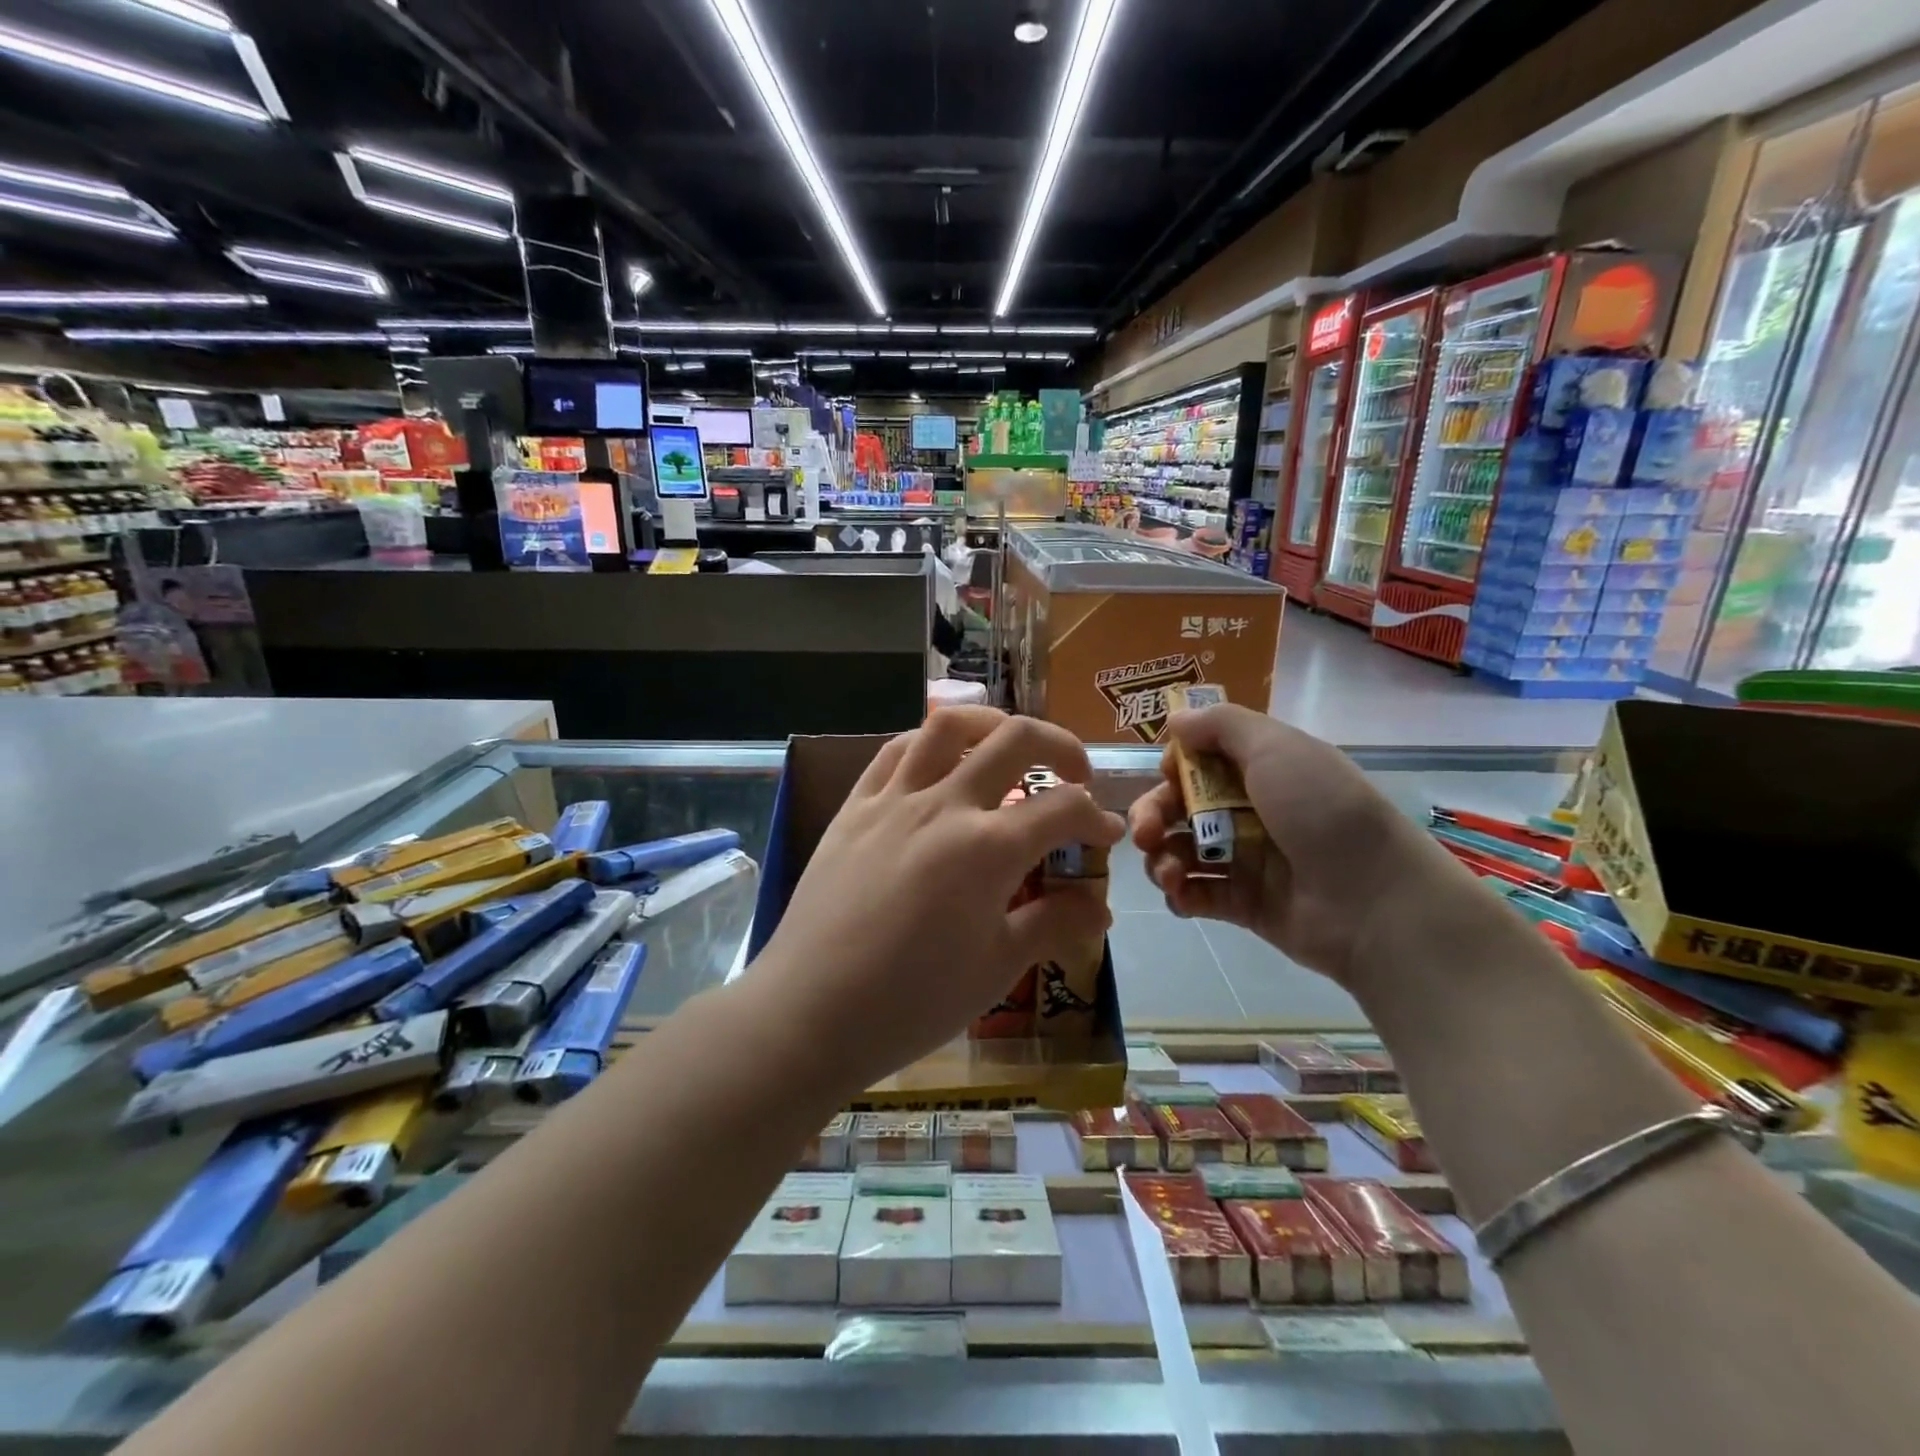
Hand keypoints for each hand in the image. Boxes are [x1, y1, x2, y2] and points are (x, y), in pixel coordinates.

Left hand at [752, 707, 1123, 1093]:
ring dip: (991, 724)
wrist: (810, 1012)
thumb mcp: (996, 969)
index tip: (1105, 837)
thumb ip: (1053, 924)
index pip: (1063, 809)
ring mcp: (894, 800)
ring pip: (948, 727)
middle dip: (1060, 746)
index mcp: (988, 849)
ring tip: (1007, 747)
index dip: (1096, 818)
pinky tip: (938, 764)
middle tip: (1074, 774)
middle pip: (1015, 740)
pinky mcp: (854, 807)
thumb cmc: (911, 1001)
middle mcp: (944, 806)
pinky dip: (927, 744)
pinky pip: (894, 751)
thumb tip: (1099, 907)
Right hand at [1128, 704, 1448, 983]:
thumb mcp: (1275, 746)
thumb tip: (1174, 719)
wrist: (1374, 900)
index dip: (1174, 767)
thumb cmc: (1322, 810)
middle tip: (1145, 834)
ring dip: (1160, 858)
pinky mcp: (1241, 905)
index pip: (1199, 761)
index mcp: (1259, 769)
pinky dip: (1179, 894)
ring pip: (1180, 851)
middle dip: (1152, 816)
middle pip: (1180, 807)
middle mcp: (1248, 810)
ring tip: (1169, 873)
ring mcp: (1244, 859)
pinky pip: (1195, 894)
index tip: (1168, 776)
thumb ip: (1219, 725)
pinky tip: (1180, 895)